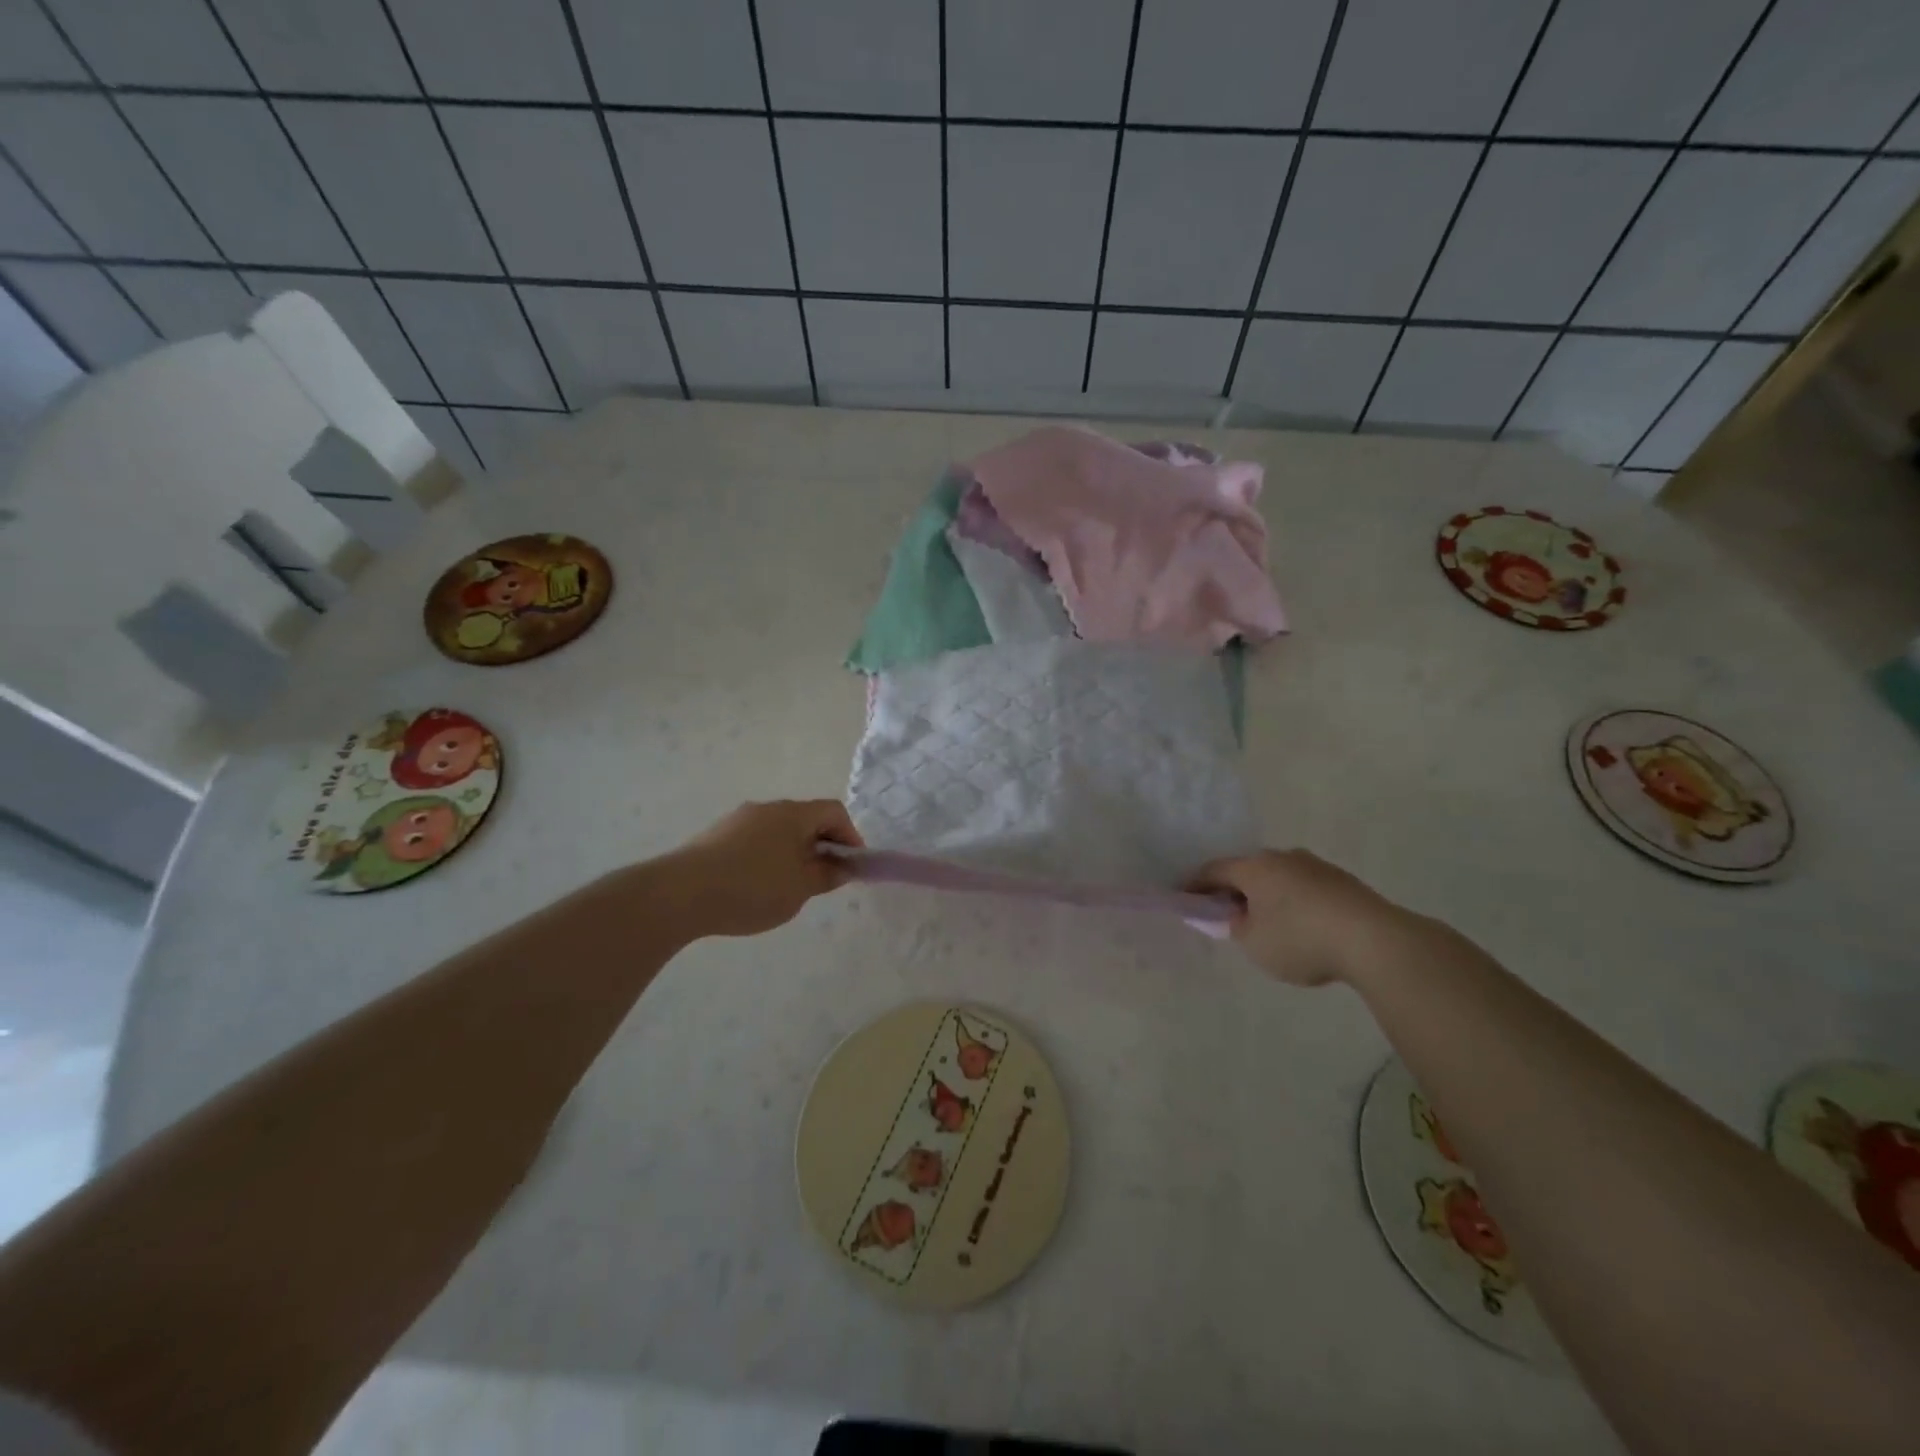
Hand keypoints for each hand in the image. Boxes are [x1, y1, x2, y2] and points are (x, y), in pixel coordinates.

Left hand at [663, 799, 863, 937]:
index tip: (851, 866)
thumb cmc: (752, 888)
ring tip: (787, 887)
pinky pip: (754, 841)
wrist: (680, 893)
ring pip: (778, 831)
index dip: (850, 836)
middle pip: (805, 819)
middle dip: (820, 846)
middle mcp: (767, 808)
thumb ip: (826, 875)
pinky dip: (766, 857)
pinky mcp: (715, 836)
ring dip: (792, 852)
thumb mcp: (800, 889)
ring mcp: (738, 820)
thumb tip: (842, 866)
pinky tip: (754, 887)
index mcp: (793, 814)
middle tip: (822, 879)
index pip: (834, 812)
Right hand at [1189, 849, 1412, 986]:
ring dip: (1267, 895)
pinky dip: (1293, 902)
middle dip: (1234, 889)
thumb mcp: (1254, 943)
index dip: (1195, 885)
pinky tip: (1300, 925)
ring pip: (1279, 877)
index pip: (1213, 870)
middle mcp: (1282, 857)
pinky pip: (1304, 887)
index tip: (1185, 898)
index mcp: (1254, 867)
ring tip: (1266, 922)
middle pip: (1248, 870)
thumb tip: (1236, 916)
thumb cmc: (1301, 939)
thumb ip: (1235, 927)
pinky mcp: (1343, 882)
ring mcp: (1316, 866)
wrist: (1375, 940)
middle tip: (1226, 912)